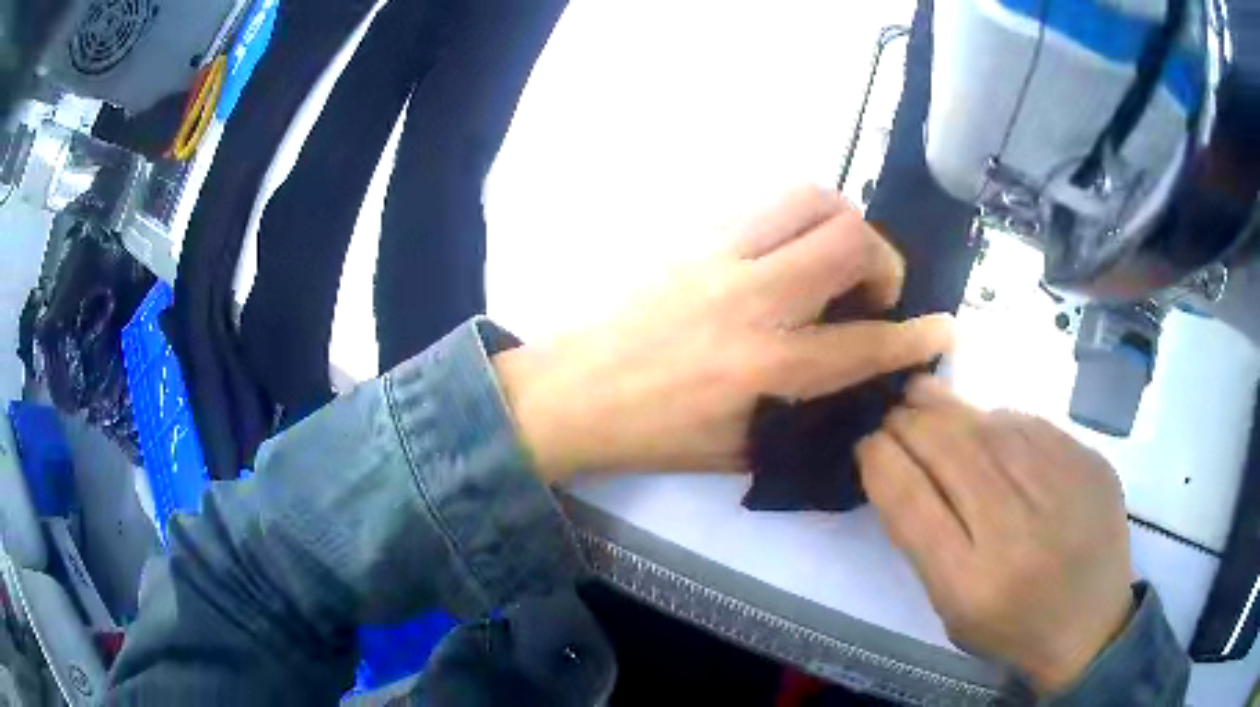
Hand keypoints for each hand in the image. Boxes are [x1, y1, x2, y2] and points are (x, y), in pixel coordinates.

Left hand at [493, 186, 953, 481]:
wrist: (572, 392)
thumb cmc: (653, 434)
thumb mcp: (739, 449)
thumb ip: (804, 415)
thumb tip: (852, 385)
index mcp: (764, 368)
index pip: (865, 344)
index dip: (916, 338)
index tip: (944, 331)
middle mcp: (751, 300)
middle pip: (849, 241)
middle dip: (885, 262)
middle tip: (875, 293)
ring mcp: (720, 257)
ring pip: (810, 199)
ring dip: (845, 224)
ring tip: (840, 260)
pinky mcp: (695, 237)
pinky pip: (767, 205)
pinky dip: (800, 221)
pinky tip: (792, 254)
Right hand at [856, 376, 1133, 693]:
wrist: (1091, 624)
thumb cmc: (1011, 626)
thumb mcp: (952, 608)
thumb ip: (924, 542)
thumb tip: (900, 465)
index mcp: (971, 582)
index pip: (911, 501)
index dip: (881, 461)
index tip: (867, 443)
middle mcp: (1016, 531)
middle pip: (949, 451)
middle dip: (909, 422)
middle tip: (892, 412)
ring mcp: (1060, 489)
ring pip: (989, 426)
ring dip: (947, 408)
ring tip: (923, 396)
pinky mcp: (1089, 462)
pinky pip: (1030, 425)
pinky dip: (996, 420)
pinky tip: (985, 425)